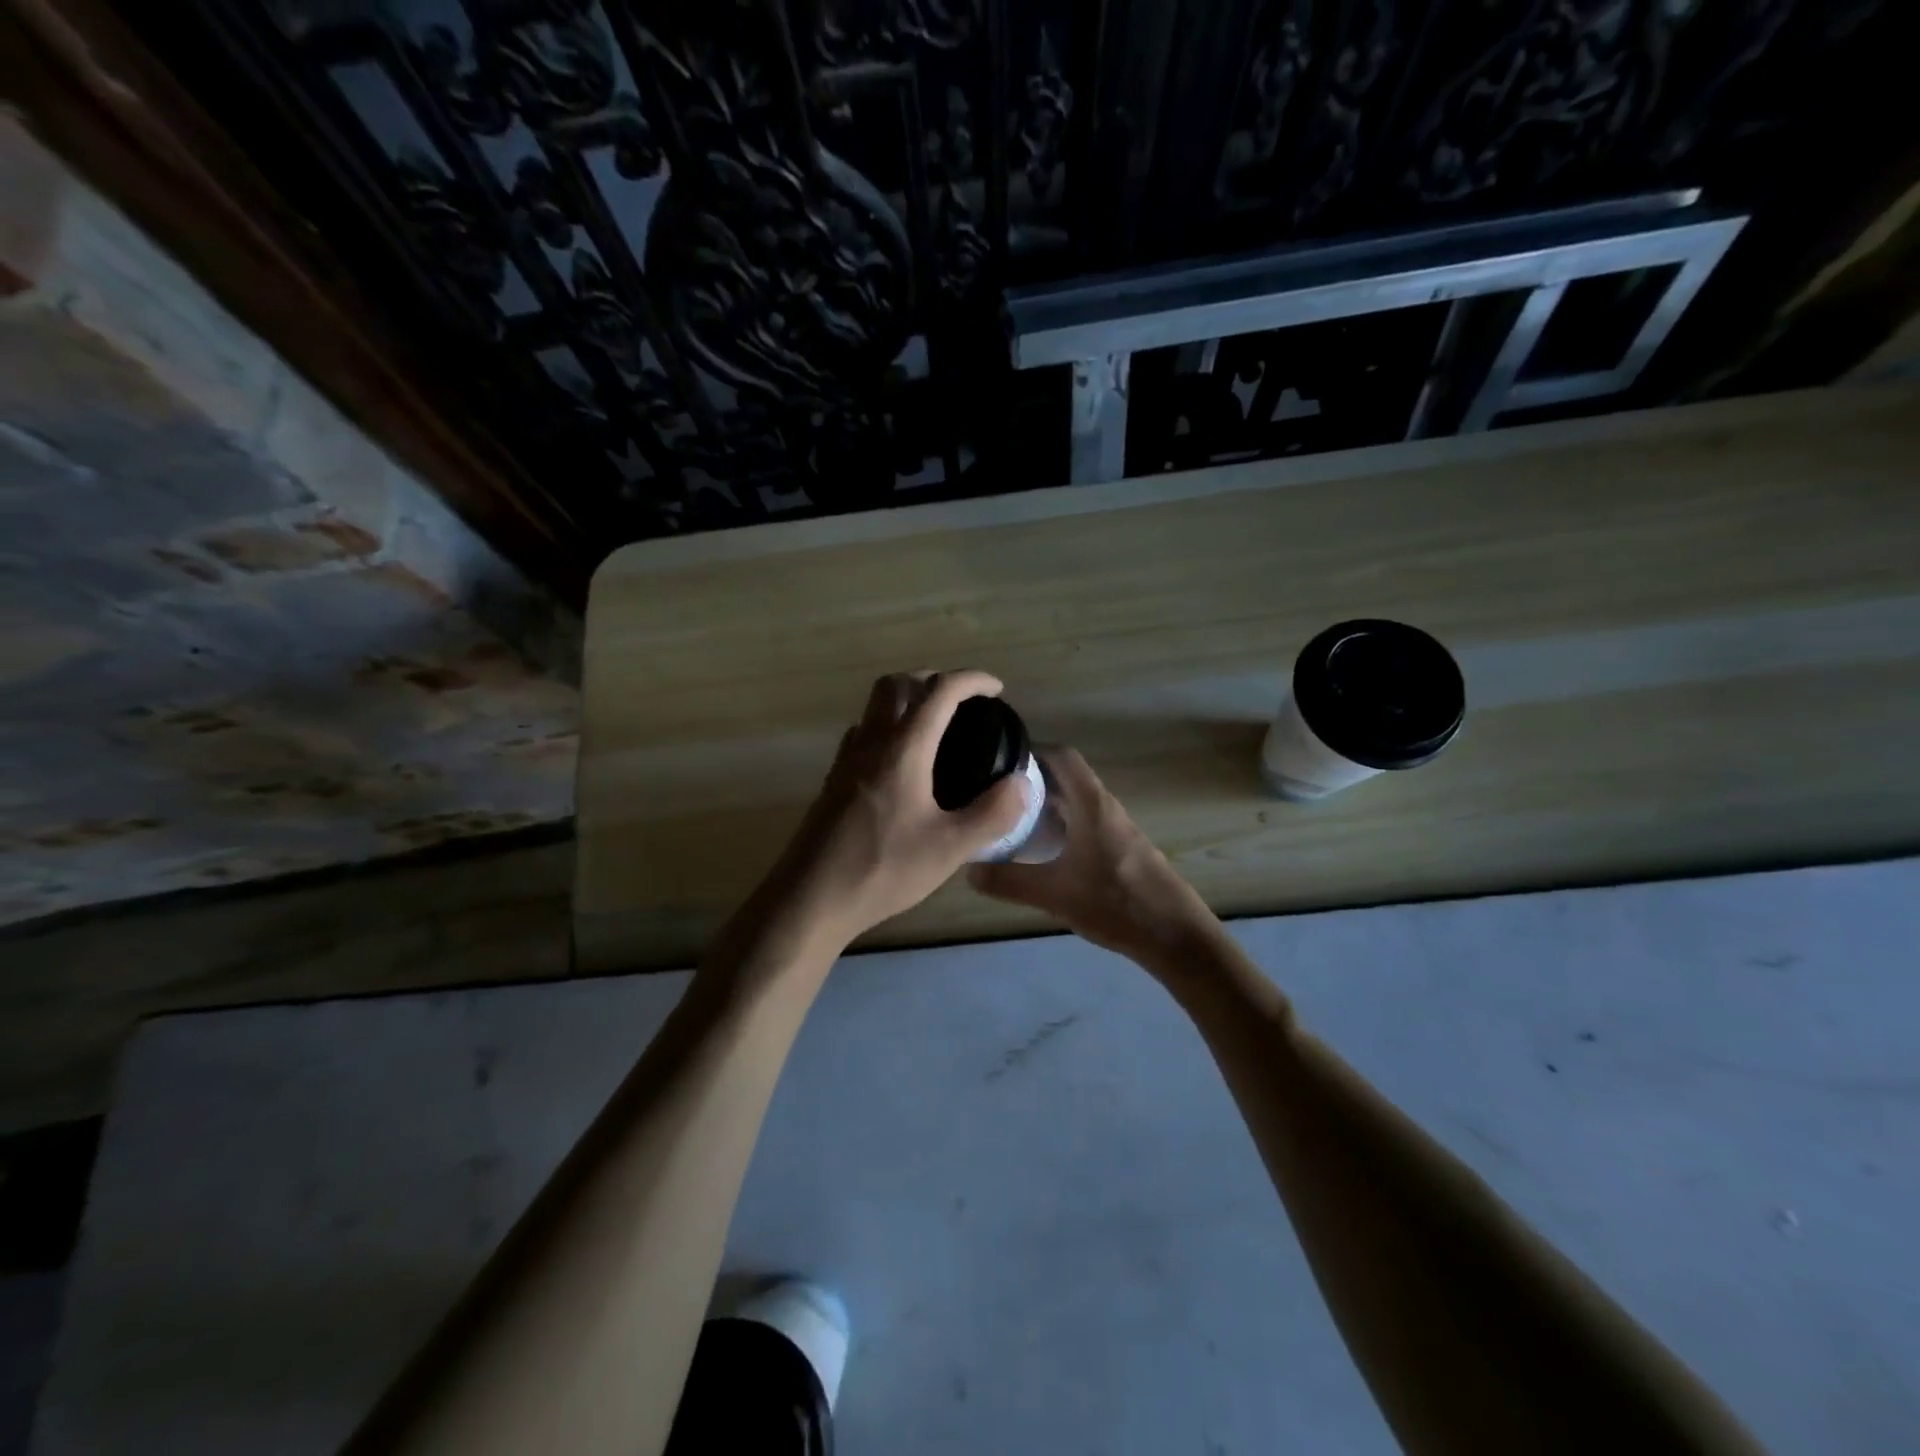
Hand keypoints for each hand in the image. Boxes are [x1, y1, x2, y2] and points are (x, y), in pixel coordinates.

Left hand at [744, 670, 1031, 954]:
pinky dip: (887, 728)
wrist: (810, 898)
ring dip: (905, 700)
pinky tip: (901, 765)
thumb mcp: (950, 848)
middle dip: (932, 679)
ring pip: (874, 707)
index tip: (996, 690)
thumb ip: (992, 814)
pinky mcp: (833, 781)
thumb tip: (1021, 783)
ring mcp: (846, 761)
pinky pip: (863, 734)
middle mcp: (871, 743)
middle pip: (896, 684)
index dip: (971, 680)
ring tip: (935, 729)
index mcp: (903, 749)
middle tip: (961, 702)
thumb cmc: (883, 869)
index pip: (939, 691)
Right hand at [968, 748, 1219, 971]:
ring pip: (1076, 804)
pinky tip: (1043, 853)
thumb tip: (968, 870)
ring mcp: (1117, 830)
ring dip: (1046, 806)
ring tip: (1010, 821)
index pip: (1063, 756)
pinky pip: (1085, 824)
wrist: (1176, 936)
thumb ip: (1009, 882)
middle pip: (1067, 779)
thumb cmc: (1116, 904)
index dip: (1033, 750)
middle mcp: (1105, 808)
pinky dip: (1061, 827)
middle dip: (1031, 781)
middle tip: (994, 795)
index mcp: (1092, 805)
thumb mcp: (1054, 895)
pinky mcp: (1122, 851)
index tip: (1000, 760)